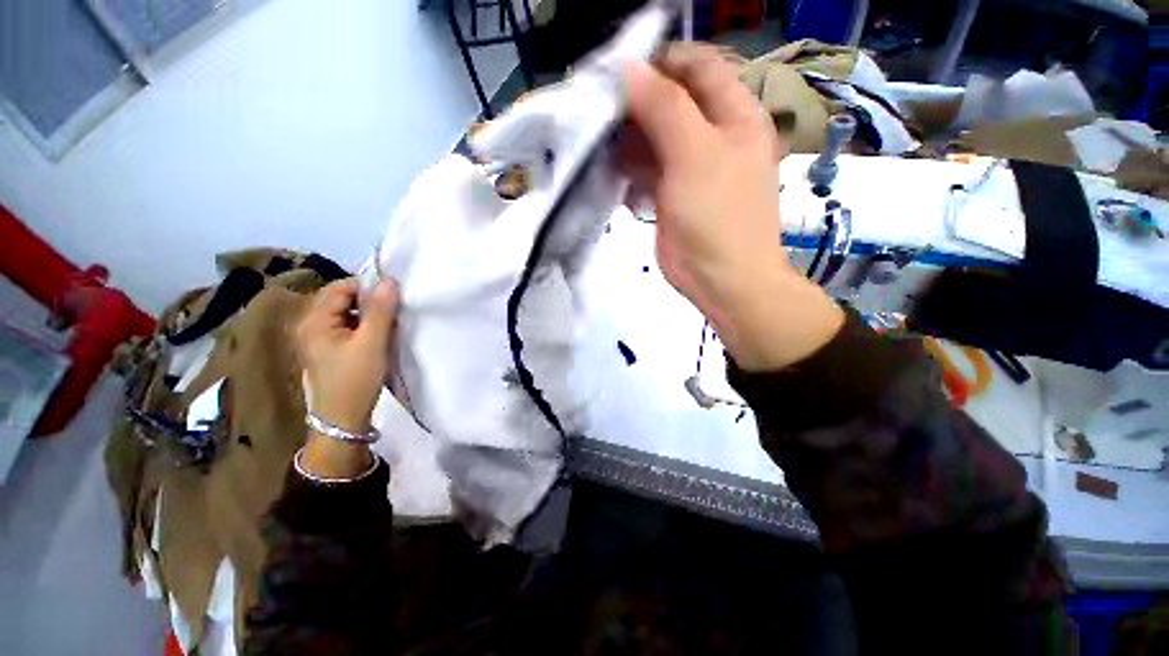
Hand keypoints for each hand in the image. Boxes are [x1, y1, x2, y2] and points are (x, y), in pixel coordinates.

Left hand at [296, 278, 397, 432]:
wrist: (342, 419)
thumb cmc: (356, 379)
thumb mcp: (372, 343)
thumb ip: (381, 311)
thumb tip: (390, 281)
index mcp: (315, 320)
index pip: (341, 287)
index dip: (367, 287)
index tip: (393, 297)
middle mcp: (310, 324)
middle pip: (341, 298)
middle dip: (368, 300)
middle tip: (393, 311)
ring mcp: (317, 338)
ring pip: (345, 313)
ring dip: (368, 313)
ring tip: (389, 323)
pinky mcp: (327, 349)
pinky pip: (346, 326)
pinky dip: (363, 325)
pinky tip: (378, 336)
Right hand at [622, 43, 842, 370]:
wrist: (720, 280)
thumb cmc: (717, 216)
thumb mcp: (695, 154)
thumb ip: (664, 108)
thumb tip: (629, 70)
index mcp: (734, 116)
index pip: (697, 68)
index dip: (661, 64)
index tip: (620, 74)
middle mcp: (713, 137)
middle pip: (671, 104)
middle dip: (636, 107)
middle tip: (603, 117)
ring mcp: (690, 169)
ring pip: (654, 140)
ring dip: (629, 144)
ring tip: (607, 154)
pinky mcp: (672, 196)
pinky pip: (648, 172)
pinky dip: (632, 175)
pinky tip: (625, 189)